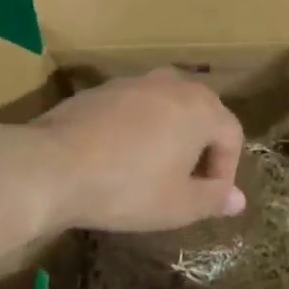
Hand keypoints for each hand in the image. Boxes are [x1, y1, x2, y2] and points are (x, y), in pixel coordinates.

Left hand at [27, 69, 246, 232]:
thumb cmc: (127, 188)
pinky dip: (137, 129)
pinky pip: (134, 108)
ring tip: (153, 168)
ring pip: (167, 107)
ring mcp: (134, 82)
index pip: (232, 134)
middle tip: (187, 182)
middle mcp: (173, 84)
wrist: (51, 166)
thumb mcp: (178, 205)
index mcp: (201, 107)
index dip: (227, 170)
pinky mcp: (101, 90)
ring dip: (170, 134)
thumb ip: (213, 199)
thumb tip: (238, 199)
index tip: (208, 198)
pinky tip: (118, 157)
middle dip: (201, 147)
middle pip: (202, 113)